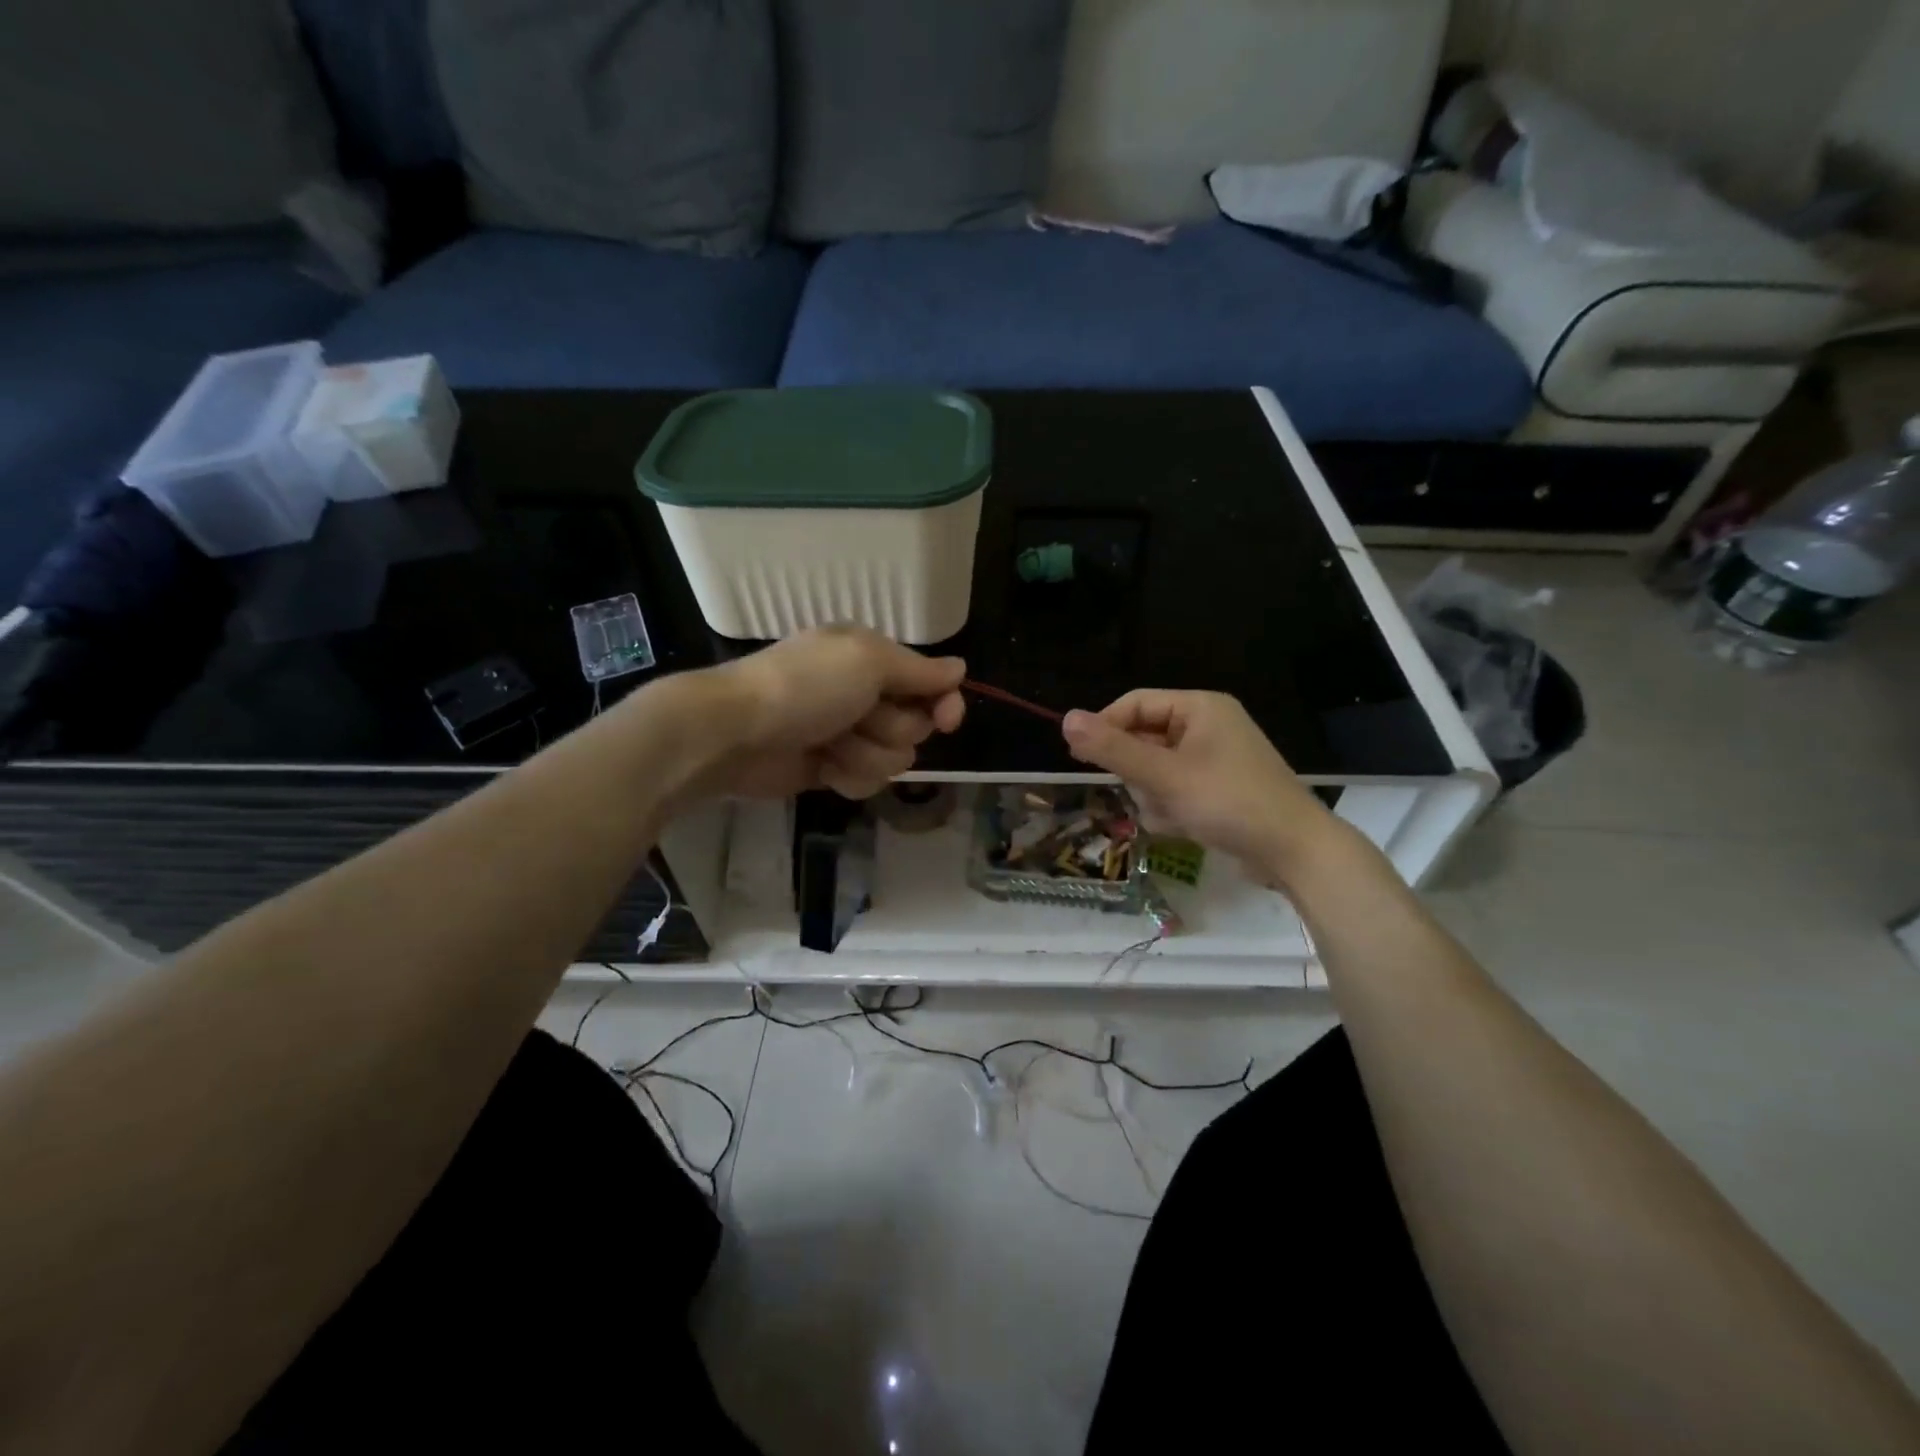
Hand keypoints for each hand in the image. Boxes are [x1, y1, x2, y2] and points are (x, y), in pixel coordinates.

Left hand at [701, 626, 966, 799]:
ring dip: (865, 755)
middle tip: (856, 719)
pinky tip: (823, 768)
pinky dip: (848, 776)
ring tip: (830, 745)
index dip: (944, 704)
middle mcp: (866, 694)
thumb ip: (919, 670)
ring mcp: (849, 734)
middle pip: (916, 727)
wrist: (736, 733)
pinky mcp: (833, 769)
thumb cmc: (805, 687)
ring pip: (894, 759)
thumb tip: (960, 669)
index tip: (946, 720)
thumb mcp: (867, 661)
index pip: (932, 684)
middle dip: (889, 729)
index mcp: (873, 659)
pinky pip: (868, 781)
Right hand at [1061, 691, 1339, 880]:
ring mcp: (1213, 760)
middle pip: (1143, 739)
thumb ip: (1113, 749)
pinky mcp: (1217, 789)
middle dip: (1138, 773)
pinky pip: (1174, 790)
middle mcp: (1207, 726)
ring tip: (1173, 815)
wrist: (1295, 853)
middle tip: (1147, 793)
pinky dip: (1171, 809)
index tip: (1079, 757)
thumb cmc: (1229, 803)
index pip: (1134, 704)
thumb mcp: (1165, 776)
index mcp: (1199, 708)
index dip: (1104, 727)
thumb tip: (1065, 719)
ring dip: (1154, 796)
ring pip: (1154, 770)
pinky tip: (1185, 827)